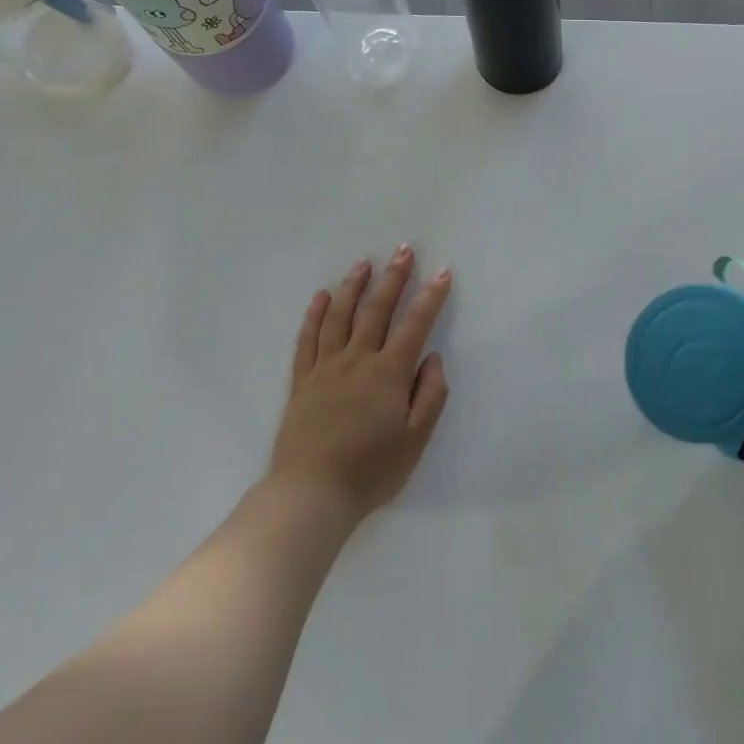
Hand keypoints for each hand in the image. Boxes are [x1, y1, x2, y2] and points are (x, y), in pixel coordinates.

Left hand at [269, 247, 452, 526]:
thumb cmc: (372, 469)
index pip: (415, 325)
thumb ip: (430, 394)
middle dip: (393, 278)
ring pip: (339, 316)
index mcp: (388, 373)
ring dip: (353, 286)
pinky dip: (315, 314)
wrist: (311, 493)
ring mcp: (325, 368)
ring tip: (364, 263)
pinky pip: (307, 339)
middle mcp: (356, 361)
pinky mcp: (301, 381)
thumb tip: (431, 358)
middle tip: (403, 250)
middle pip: (376, 310)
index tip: (443, 273)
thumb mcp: (416, 438)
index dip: (431, 297)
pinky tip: (322, 297)